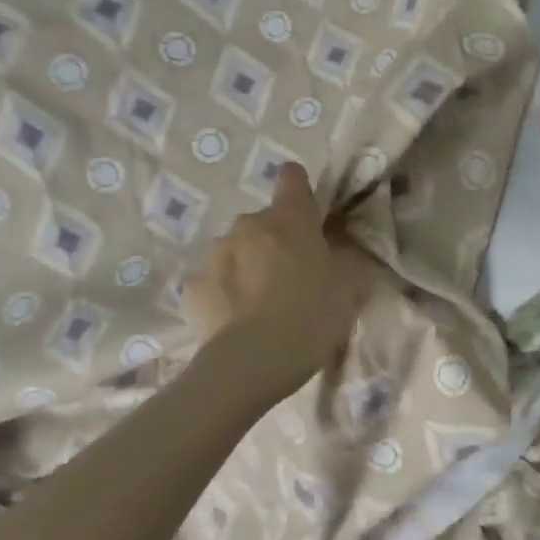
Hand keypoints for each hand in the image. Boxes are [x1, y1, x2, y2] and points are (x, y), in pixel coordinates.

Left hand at [184, 164, 371, 389]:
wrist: (253, 361)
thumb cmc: (312, 315)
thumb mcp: (347, 286)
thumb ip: (341, 258)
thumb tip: (336, 249)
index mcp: (290, 218)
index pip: (293, 177)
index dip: (301, 191)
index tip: (310, 216)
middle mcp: (248, 225)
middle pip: (265, 222)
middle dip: (276, 241)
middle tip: (293, 277)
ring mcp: (215, 255)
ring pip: (237, 250)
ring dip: (249, 266)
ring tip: (263, 305)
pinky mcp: (192, 287)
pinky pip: (214, 281)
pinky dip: (225, 293)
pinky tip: (237, 321)